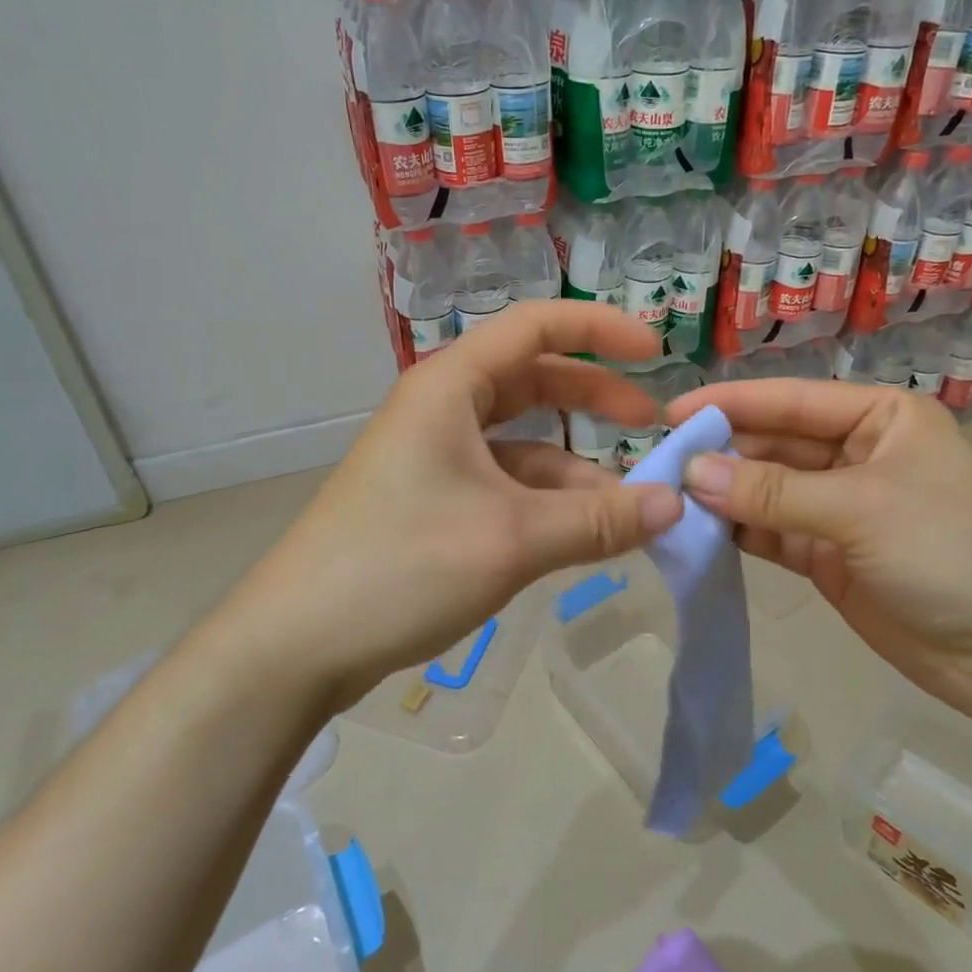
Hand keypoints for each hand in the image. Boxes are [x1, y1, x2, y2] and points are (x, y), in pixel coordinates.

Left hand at [206, 303, 683, 709]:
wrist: (295, 645)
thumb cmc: (401, 566)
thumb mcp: (512, 539)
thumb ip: (599, 521)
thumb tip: (675, 504)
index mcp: (450, 387)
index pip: (536, 327)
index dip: (600, 329)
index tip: (657, 351)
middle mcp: (440, 409)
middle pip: (532, 380)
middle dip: (594, 397)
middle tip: (649, 425)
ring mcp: (432, 457)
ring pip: (520, 441)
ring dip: (574, 467)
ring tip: (628, 507)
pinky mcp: (429, 501)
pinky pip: (502, 484)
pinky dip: (545, 501)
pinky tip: (579, 536)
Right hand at [664, 378, 971, 726]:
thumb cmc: (951, 552)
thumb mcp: (861, 509)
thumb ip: (772, 491)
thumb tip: (691, 472)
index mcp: (879, 418)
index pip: (791, 400)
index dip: (730, 404)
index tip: (670, 413)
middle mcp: (855, 454)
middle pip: (773, 444)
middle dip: (720, 453)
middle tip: (658, 464)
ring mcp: (838, 507)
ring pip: (765, 490)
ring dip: (722, 495)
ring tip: (666, 497)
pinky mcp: (824, 555)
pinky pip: (769, 532)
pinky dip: (736, 531)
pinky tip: (695, 531)